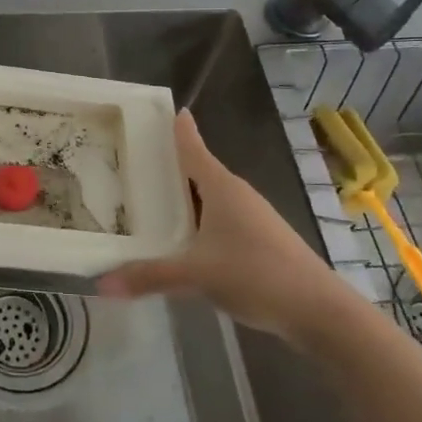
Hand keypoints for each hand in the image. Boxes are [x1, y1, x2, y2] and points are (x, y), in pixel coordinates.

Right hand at [98, 110, 347, 344]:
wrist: (320, 311)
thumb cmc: (257, 275)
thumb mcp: (196, 275)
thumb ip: (149, 277)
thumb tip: (101, 284)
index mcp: (221, 187)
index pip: (193, 148)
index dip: (178, 129)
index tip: (165, 109)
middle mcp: (237, 195)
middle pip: (198, 172)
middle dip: (169, 167)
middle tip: (134, 162)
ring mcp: (252, 218)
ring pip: (210, 199)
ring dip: (184, 199)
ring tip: (150, 202)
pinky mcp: (260, 241)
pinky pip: (219, 221)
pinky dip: (198, 223)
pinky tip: (182, 241)